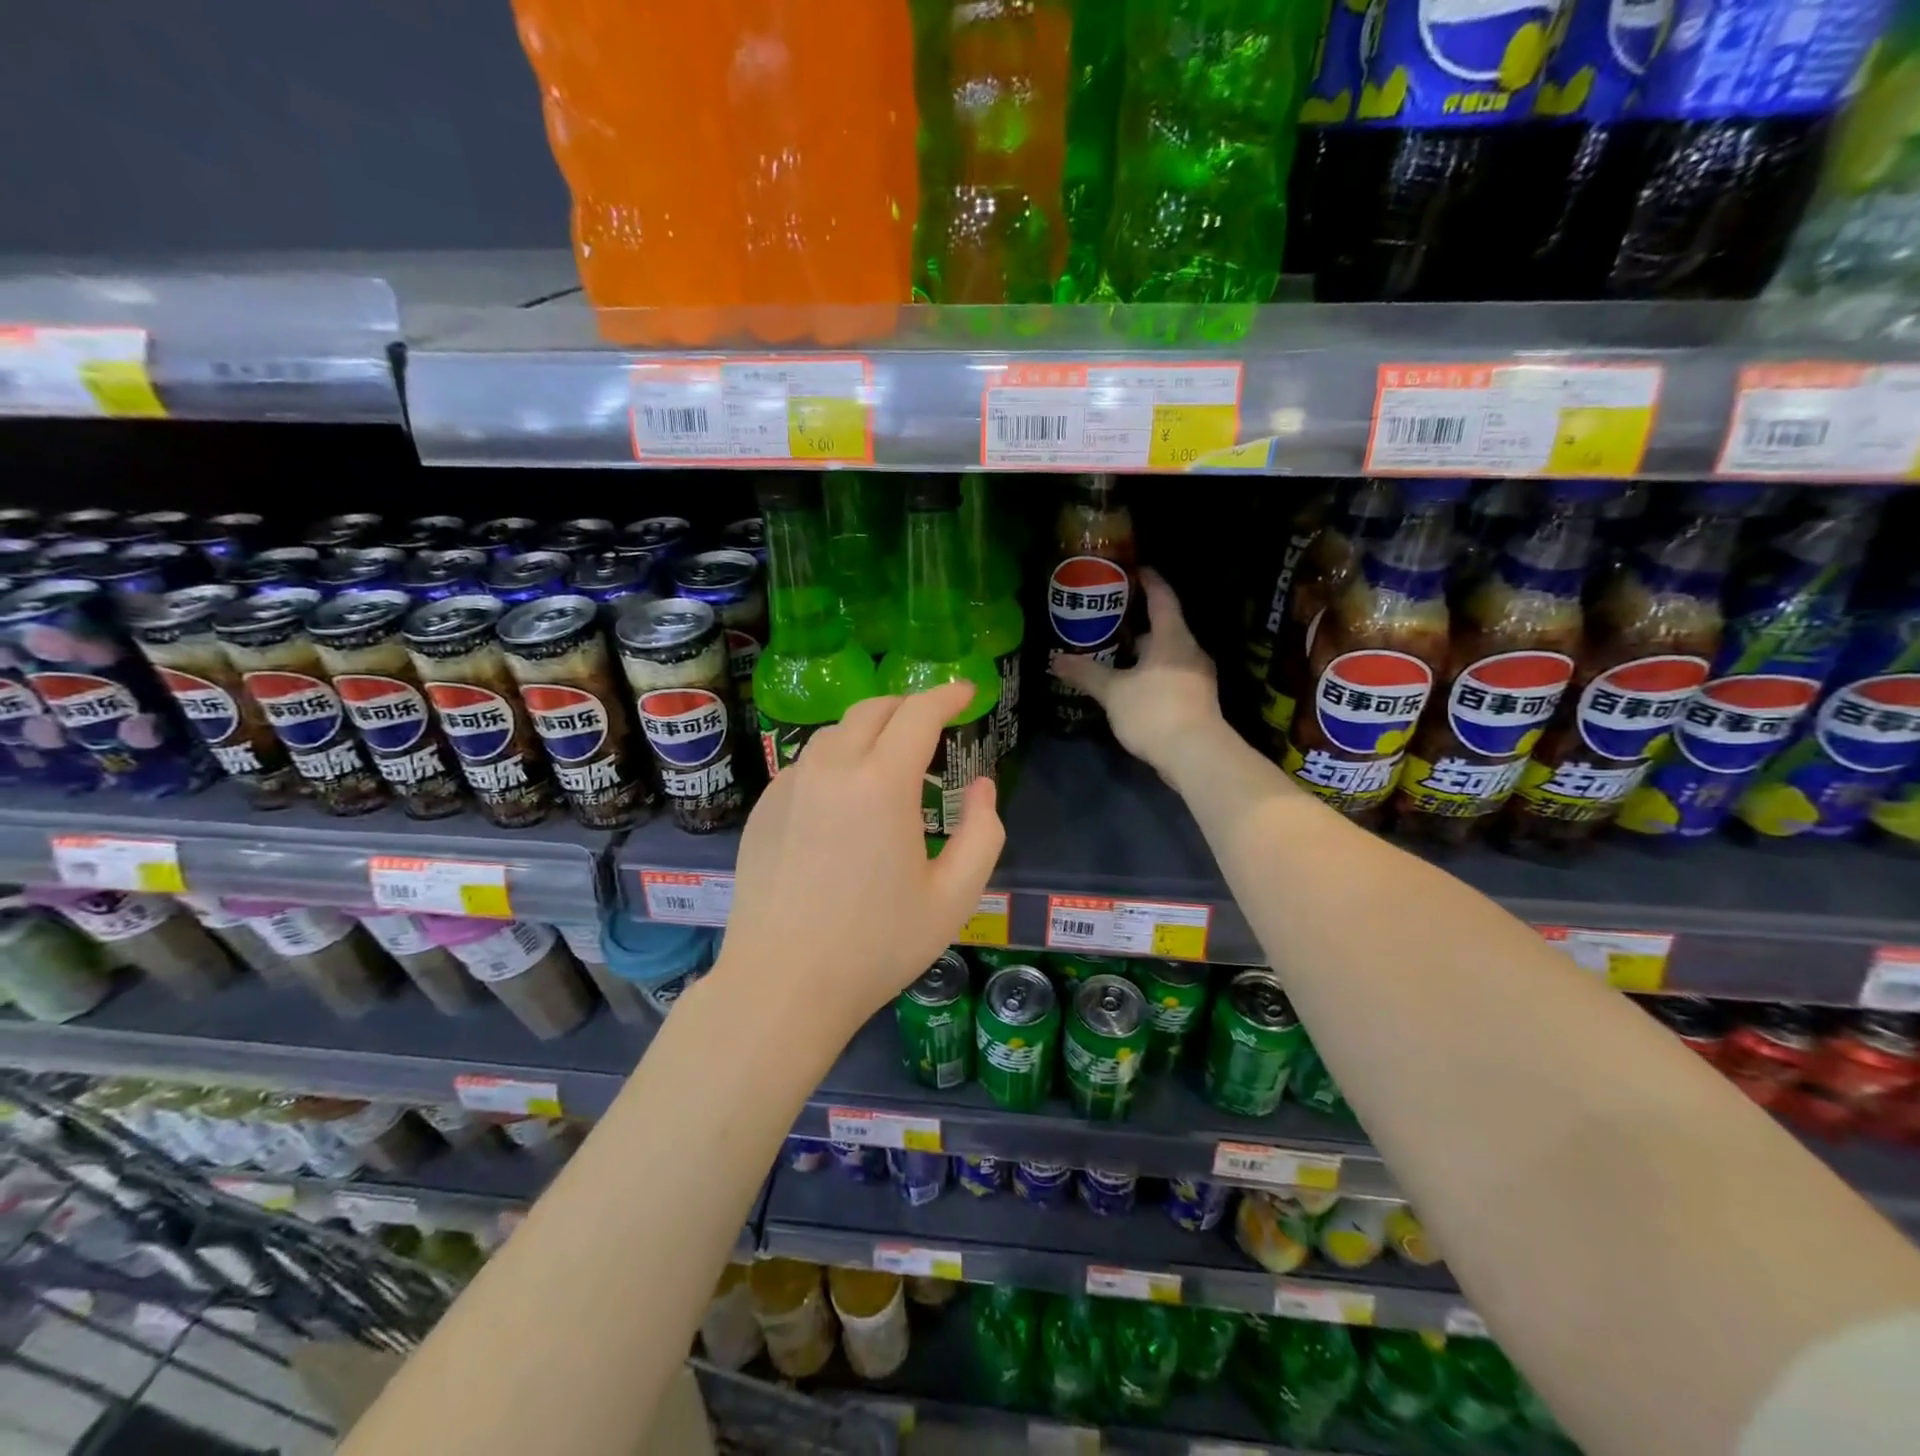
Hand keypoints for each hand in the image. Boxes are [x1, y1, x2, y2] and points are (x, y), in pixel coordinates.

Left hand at [713, 682, 1005, 1048]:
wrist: (781, 985)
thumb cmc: (876, 945)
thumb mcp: (954, 897)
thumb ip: (983, 832)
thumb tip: (981, 786)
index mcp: (880, 783)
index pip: (918, 714)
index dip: (947, 696)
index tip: (968, 693)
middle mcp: (830, 768)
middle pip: (873, 710)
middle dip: (910, 706)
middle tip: (935, 724)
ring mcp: (789, 786)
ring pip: (836, 733)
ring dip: (871, 731)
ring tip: (892, 761)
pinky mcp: (764, 809)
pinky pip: (808, 764)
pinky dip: (838, 760)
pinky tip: (846, 797)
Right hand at [1050, 569, 1226, 779]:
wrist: (1196, 755)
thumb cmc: (1155, 711)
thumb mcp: (1113, 692)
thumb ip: (1086, 674)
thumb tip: (1055, 661)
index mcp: (1172, 637)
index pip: (1163, 597)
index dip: (1149, 581)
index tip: (1134, 569)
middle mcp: (1189, 651)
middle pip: (1164, 626)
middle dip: (1137, 622)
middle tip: (1108, 618)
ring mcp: (1196, 676)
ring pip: (1166, 653)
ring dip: (1142, 652)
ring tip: (1113, 652)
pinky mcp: (1195, 699)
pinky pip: (1169, 674)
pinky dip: (1150, 672)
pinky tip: (1130, 684)